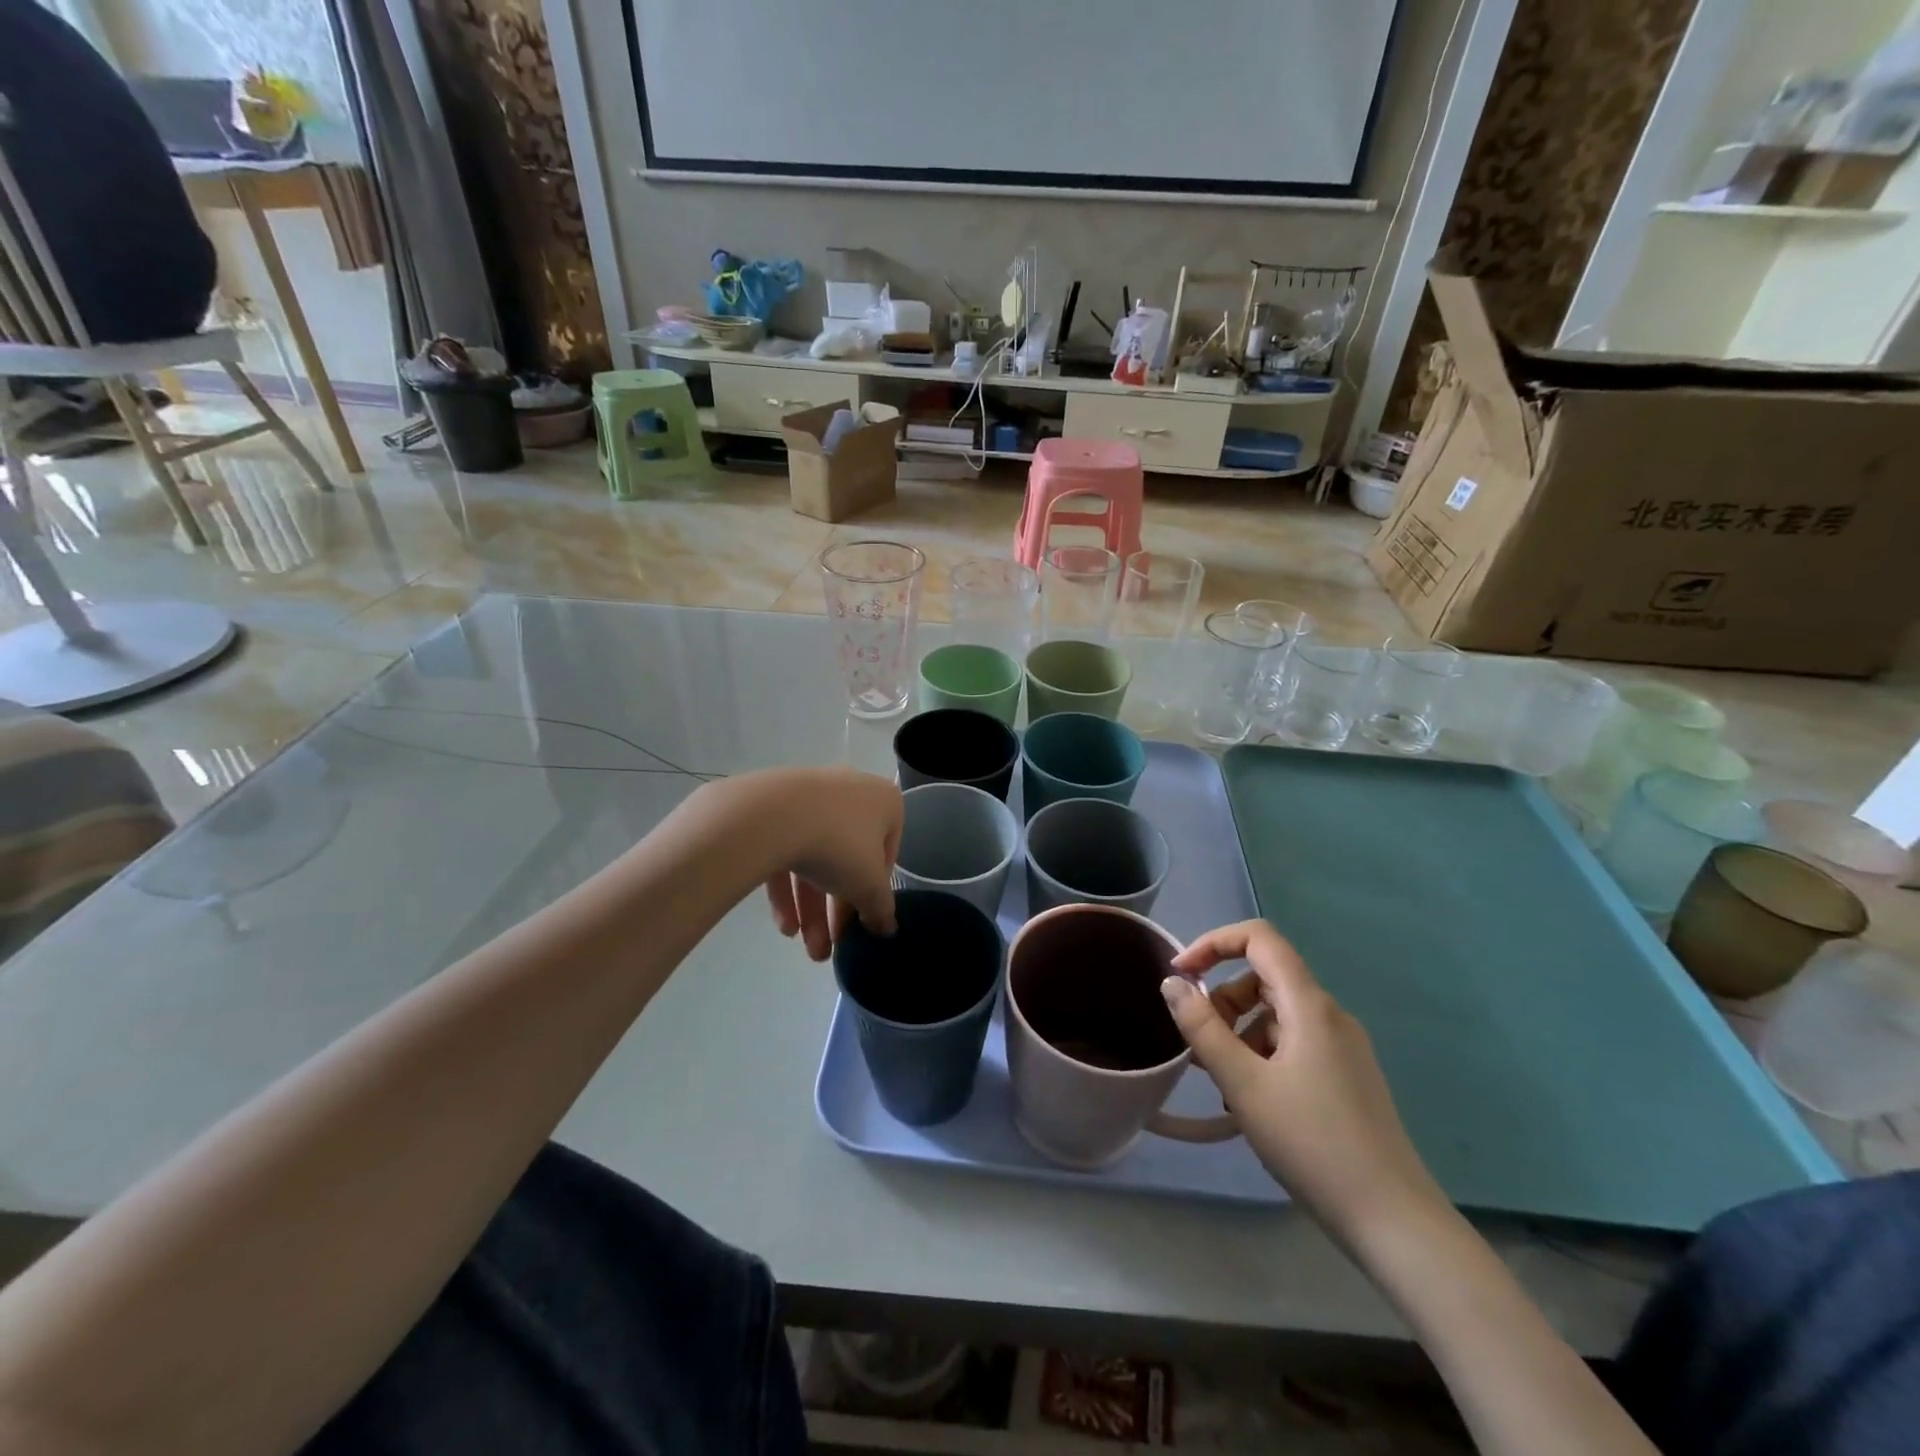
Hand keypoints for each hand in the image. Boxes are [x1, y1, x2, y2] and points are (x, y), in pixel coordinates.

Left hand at [761, 767, 902, 960]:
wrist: (772, 816)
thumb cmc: (840, 845)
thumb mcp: (870, 886)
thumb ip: (881, 909)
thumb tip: (886, 928)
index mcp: (884, 801)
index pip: (887, 852)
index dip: (875, 892)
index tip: (862, 921)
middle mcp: (850, 791)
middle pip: (848, 859)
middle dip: (837, 910)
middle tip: (830, 946)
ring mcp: (809, 797)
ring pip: (815, 858)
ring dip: (811, 908)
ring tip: (804, 946)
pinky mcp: (773, 808)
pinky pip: (786, 851)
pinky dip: (786, 889)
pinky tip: (784, 925)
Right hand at [1162, 920, 1445, 1247]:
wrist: (1392, 1220)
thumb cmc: (1311, 1143)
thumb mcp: (1242, 1084)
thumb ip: (1202, 1027)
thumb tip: (1172, 983)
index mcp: (1309, 1005)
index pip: (1259, 938)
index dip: (1214, 943)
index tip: (1181, 974)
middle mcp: (1329, 1014)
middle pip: (1264, 977)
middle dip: (1222, 999)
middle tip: (1198, 1044)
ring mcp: (1342, 1046)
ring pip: (1276, 1013)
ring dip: (1239, 1031)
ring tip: (1222, 1080)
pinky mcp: (1346, 1075)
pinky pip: (1293, 1042)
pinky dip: (1262, 1054)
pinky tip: (1251, 1100)